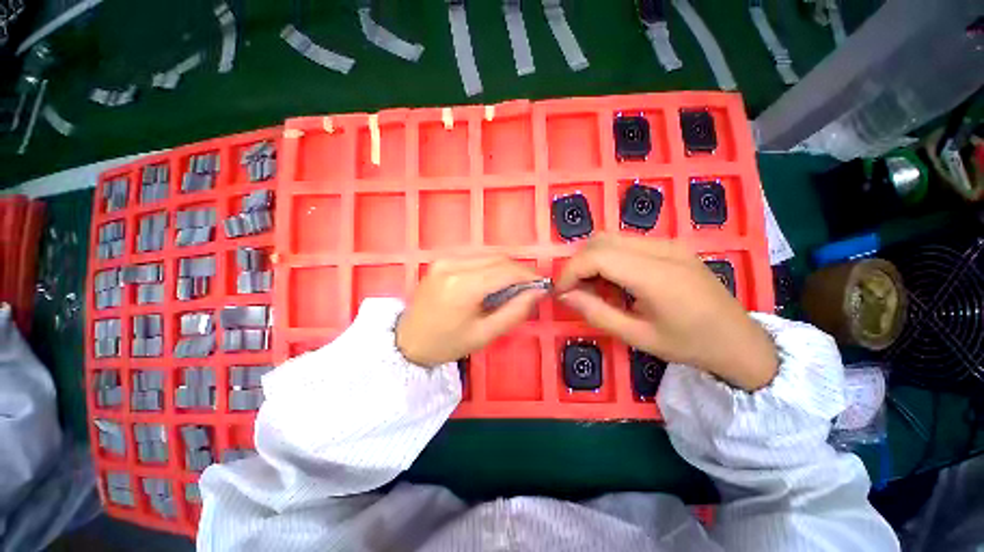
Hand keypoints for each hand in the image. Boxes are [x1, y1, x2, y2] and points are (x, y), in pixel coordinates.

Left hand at [396, 257, 546, 366]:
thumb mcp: (485, 334)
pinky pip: (475, 257)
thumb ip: (515, 310)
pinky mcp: (441, 260)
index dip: (528, 275)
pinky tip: (493, 281)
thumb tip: (538, 291)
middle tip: (529, 287)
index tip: (542, 284)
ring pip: (488, 254)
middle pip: (498, 258)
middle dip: (519, 270)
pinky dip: (490, 265)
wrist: (408, 341)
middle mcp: (453, 264)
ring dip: (506, 266)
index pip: (506, 270)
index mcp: (463, 286)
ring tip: (513, 286)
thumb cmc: (447, 343)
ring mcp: (445, 259)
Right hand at [555, 234, 777, 390]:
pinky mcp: (670, 245)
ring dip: (593, 260)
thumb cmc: (689, 345)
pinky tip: (616, 283)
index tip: (560, 292)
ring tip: (596, 289)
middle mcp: (662, 249)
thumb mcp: (637, 336)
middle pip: (601, 240)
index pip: (597, 256)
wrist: (740, 340)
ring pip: (611, 238)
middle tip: (575, 291)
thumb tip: (564, 295)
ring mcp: (668, 243)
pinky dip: (609, 259)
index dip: (570, 271)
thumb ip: (595, 313)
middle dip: (578, 264)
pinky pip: (626, 244)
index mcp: (657, 276)